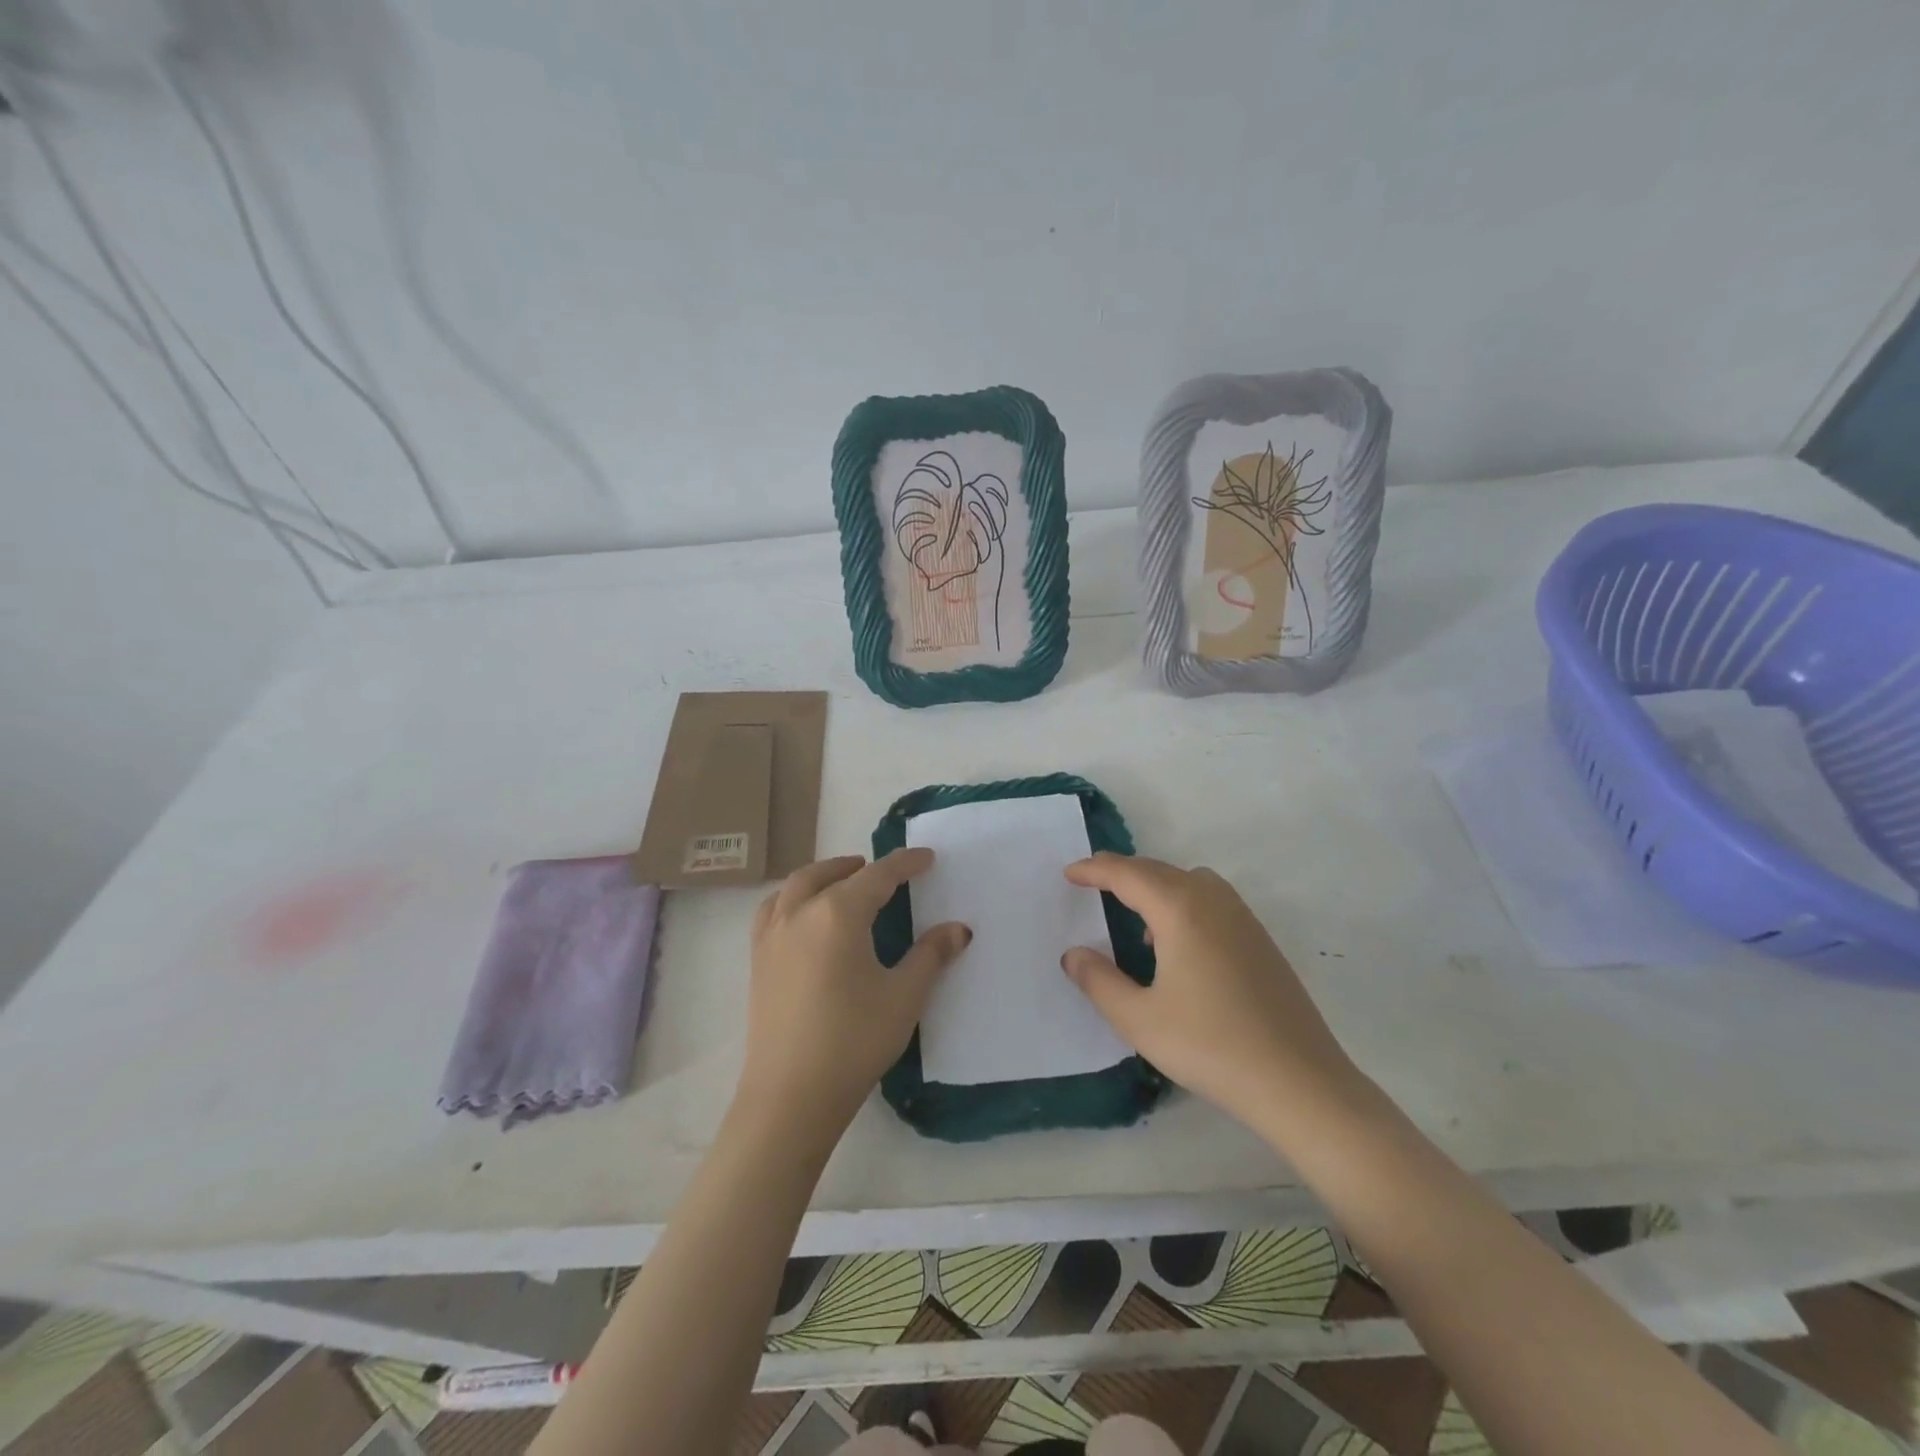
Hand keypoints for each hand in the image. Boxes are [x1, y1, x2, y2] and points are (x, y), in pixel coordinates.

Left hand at [737, 850, 969, 1142]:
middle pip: (830, 873)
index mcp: (838, 914)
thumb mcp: (904, 996)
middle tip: (885, 872)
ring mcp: (772, 936)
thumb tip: (958, 929)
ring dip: (823, 875)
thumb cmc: (853, 1040)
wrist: (791, 1096)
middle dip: (860, 866)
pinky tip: (803, 917)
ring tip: (843, 882)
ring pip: (795, 886)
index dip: (905, 864)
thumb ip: (931, 955)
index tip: (927, 857)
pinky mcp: (757, 960)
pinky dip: (792, 898)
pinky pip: (773, 910)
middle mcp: (800, 913)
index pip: (878, 875)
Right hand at [1062, 854, 1364, 1134]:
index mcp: (1180, 910)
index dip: (1095, 870)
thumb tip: (1074, 955)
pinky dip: (1184, 902)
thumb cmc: (1211, 1047)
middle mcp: (1212, 901)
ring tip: (1136, 917)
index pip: (1128, 874)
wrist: (1300, 1082)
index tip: (1069, 873)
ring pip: (1190, 881)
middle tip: (1092, 883)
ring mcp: (1243, 919)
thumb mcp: (1139, 1019)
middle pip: (1159, 870)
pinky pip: (1212, 900)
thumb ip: (1099, 982)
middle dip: (1122, 872)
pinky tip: (1179, 945)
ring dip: (1157, 885)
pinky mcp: (1261, 940)